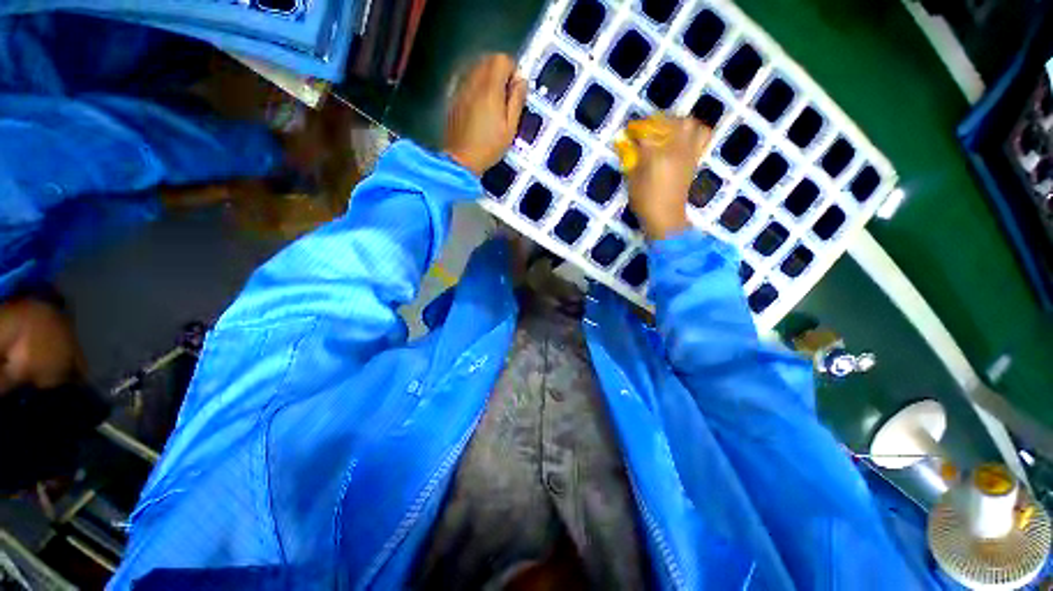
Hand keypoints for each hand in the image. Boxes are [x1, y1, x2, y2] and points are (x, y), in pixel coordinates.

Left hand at [444, 53, 527, 175]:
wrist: (461, 160)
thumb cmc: (489, 147)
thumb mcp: (510, 128)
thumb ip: (517, 101)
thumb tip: (522, 80)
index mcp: (490, 88)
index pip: (502, 59)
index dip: (512, 71)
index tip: (515, 90)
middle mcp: (473, 80)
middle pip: (488, 60)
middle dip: (500, 72)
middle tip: (505, 96)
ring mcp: (460, 87)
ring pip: (476, 68)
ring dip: (487, 78)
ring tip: (492, 103)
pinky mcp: (452, 96)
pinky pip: (466, 79)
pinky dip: (475, 85)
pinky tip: (478, 106)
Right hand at [624, 116, 711, 240]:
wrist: (666, 217)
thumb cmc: (645, 201)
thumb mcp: (632, 180)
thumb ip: (631, 159)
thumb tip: (628, 144)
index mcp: (656, 156)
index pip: (645, 133)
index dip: (635, 130)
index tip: (628, 132)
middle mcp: (675, 149)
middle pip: (669, 122)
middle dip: (655, 122)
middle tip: (646, 129)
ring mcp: (688, 152)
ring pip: (688, 124)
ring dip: (676, 122)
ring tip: (666, 130)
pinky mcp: (695, 157)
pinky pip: (702, 135)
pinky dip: (694, 131)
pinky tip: (682, 137)